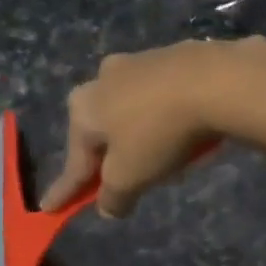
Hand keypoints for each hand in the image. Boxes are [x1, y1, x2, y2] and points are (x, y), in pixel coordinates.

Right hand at [42, 39, 265, 216]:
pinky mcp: (174, 56)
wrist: (216, 80)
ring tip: (165, 159)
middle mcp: (103, 78)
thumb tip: (108, 207)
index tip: (49, 208)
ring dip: (142, 136)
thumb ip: (114, 196)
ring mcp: (139, 62)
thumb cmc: (158, 132)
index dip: (65, 190)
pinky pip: (163, 99)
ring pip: (133, 111)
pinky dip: (168, 118)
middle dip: (110, 157)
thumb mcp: (130, 177)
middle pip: (103, 131)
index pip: (74, 163)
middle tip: (122, 182)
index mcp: (83, 108)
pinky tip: (186, 132)